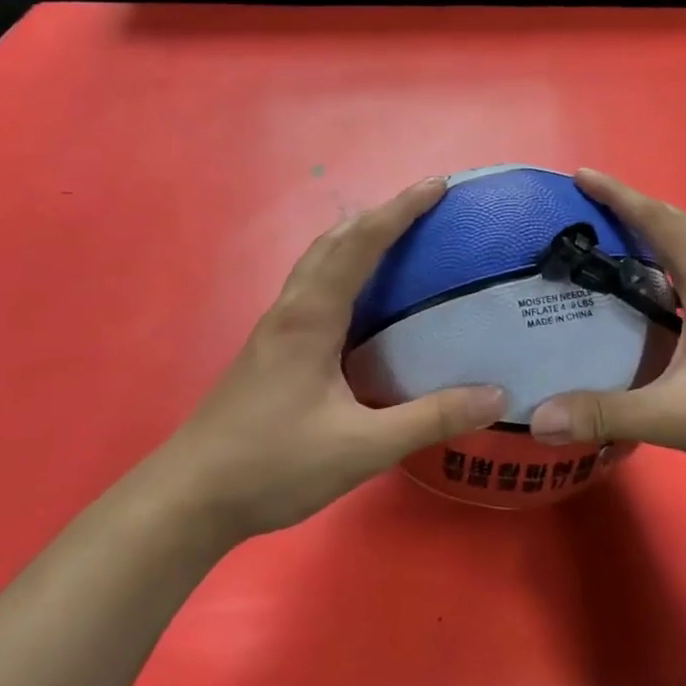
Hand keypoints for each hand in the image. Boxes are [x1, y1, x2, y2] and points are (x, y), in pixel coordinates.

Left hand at [165, 177, 504, 538]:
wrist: (189, 499)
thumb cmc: (272, 464)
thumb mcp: (361, 447)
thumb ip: (429, 419)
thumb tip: (496, 395)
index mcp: (311, 316)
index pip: (361, 244)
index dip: (401, 210)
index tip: (439, 185)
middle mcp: (292, 309)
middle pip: (336, 240)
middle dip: (381, 214)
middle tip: (426, 207)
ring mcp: (276, 327)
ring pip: (319, 261)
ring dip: (358, 237)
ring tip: (400, 237)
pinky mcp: (272, 348)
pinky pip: (314, 285)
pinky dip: (344, 267)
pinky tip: (363, 298)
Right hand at [529, 169, 685, 492]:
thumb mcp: (681, 417)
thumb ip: (609, 414)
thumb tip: (539, 418)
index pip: (660, 222)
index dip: (619, 196)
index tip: (581, 175)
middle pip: (679, 227)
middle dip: (634, 209)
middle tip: (590, 207)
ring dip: (656, 237)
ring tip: (614, 245)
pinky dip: (672, 269)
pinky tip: (657, 299)